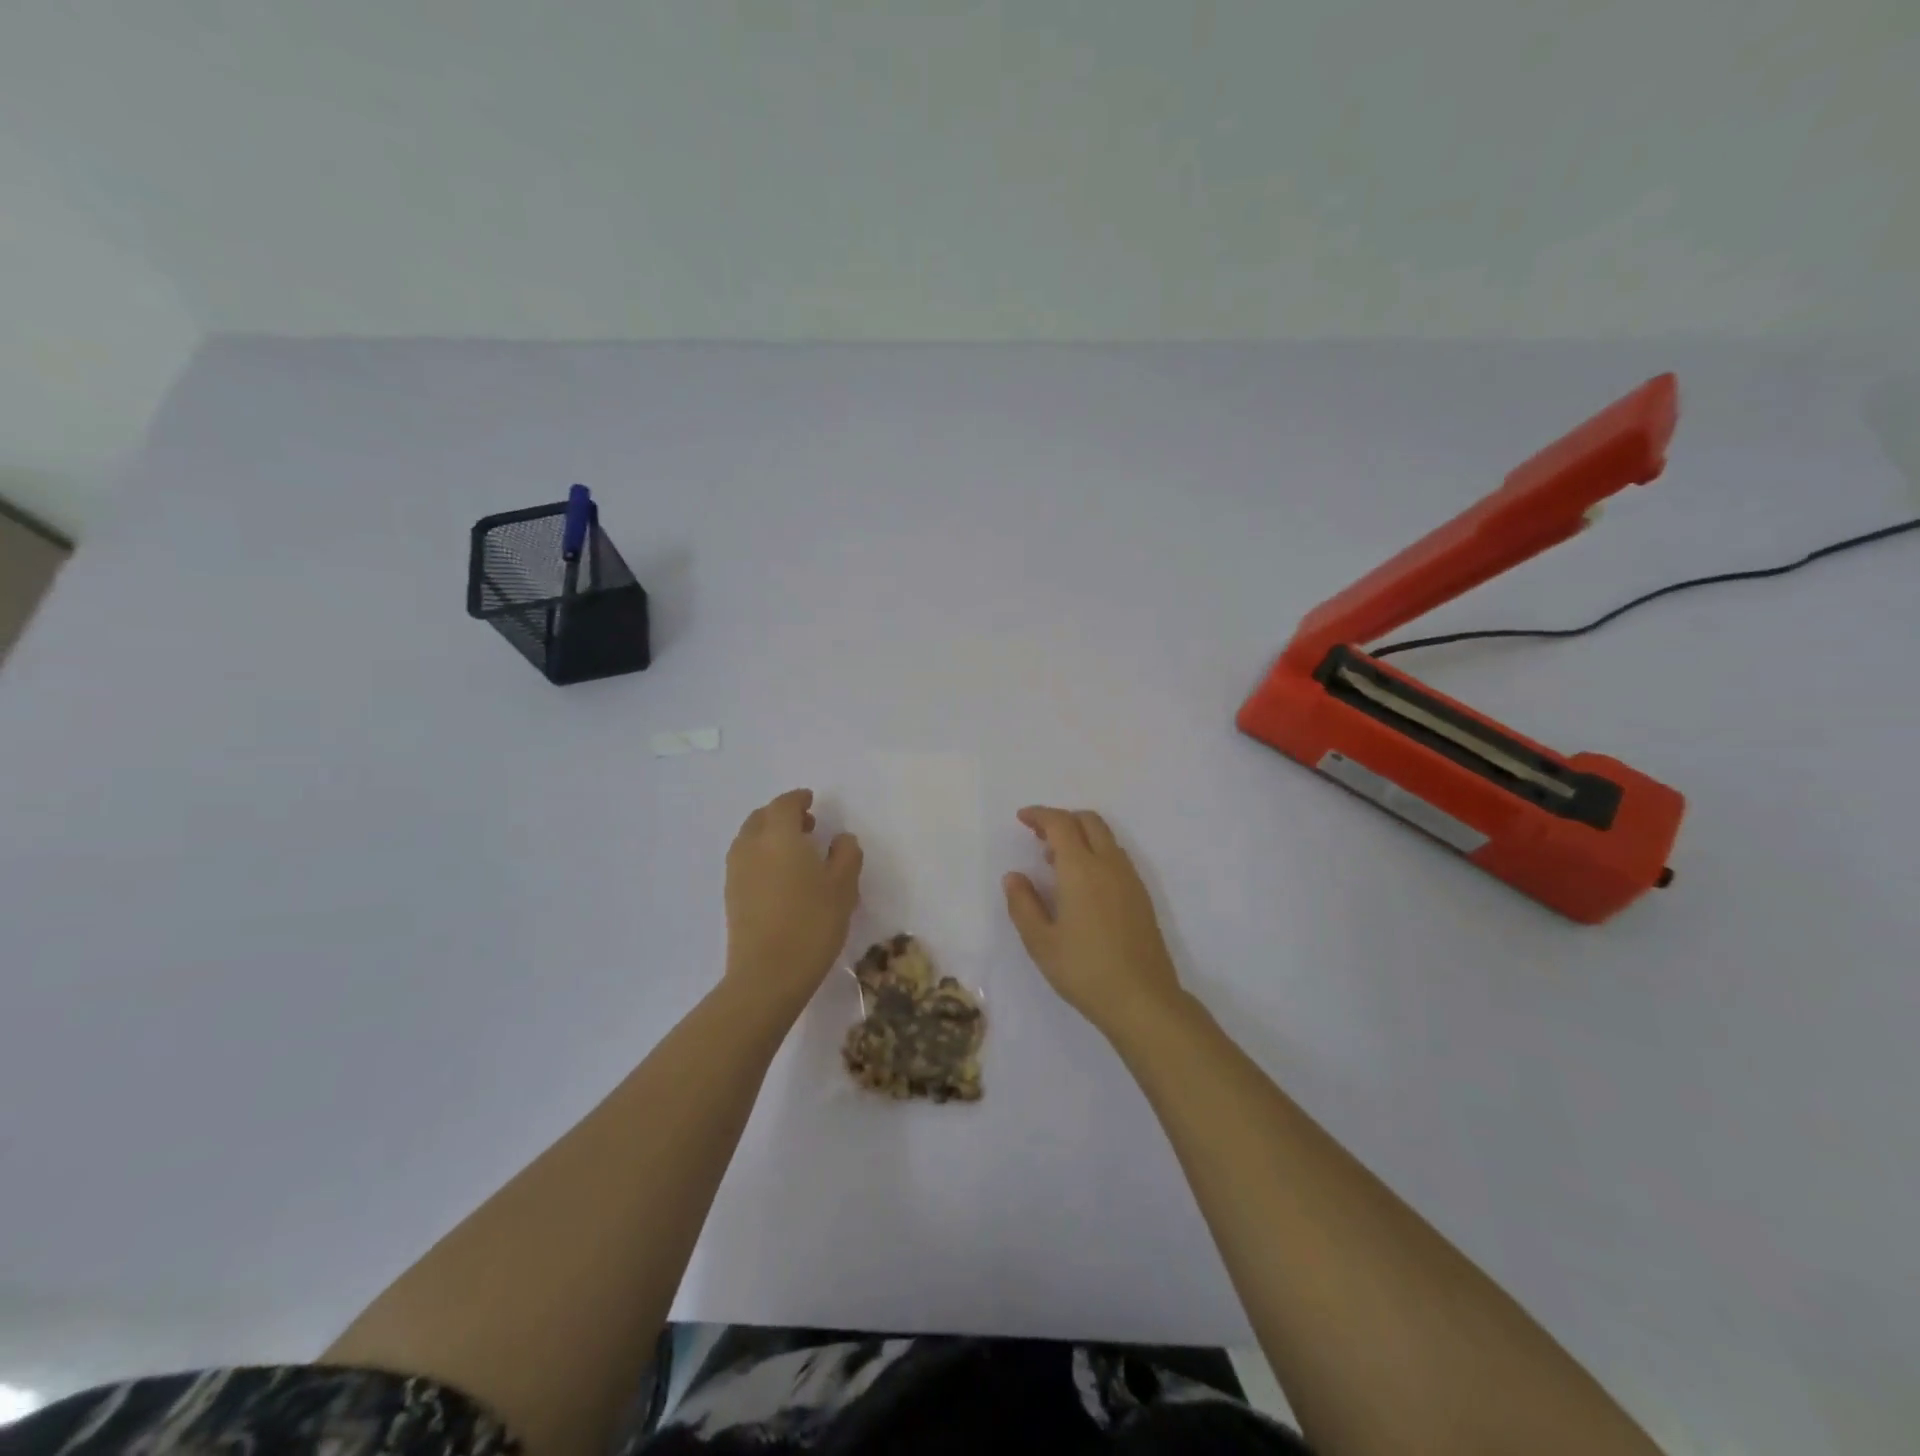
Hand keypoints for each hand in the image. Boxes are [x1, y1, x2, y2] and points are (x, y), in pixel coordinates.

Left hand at [724, 789, 862, 1012]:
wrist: (767, 974)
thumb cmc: (812, 923)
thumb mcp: (843, 886)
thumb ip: (846, 854)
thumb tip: (841, 839)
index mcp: (779, 836)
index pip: (784, 804)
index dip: (798, 799)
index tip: (811, 801)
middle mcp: (751, 846)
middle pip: (761, 818)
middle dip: (782, 815)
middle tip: (806, 825)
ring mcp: (736, 871)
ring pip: (750, 839)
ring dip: (769, 835)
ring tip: (795, 851)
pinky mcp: (731, 895)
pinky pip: (745, 860)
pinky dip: (761, 856)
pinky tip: (781, 876)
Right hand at [1002, 806, 1184, 1038]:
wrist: (1143, 999)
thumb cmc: (1084, 970)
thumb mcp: (1040, 942)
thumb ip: (1023, 904)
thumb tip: (1014, 876)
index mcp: (1081, 869)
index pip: (1060, 824)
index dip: (1039, 815)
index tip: (1022, 818)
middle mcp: (1109, 864)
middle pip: (1088, 821)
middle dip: (1062, 819)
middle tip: (1038, 835)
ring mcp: (1130, 879)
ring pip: (1105, 838)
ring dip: (1080, 835)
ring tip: (1055, 860)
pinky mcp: (1141, 896)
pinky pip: (1116, 857)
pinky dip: (1095, 852)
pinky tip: (1081, 883)